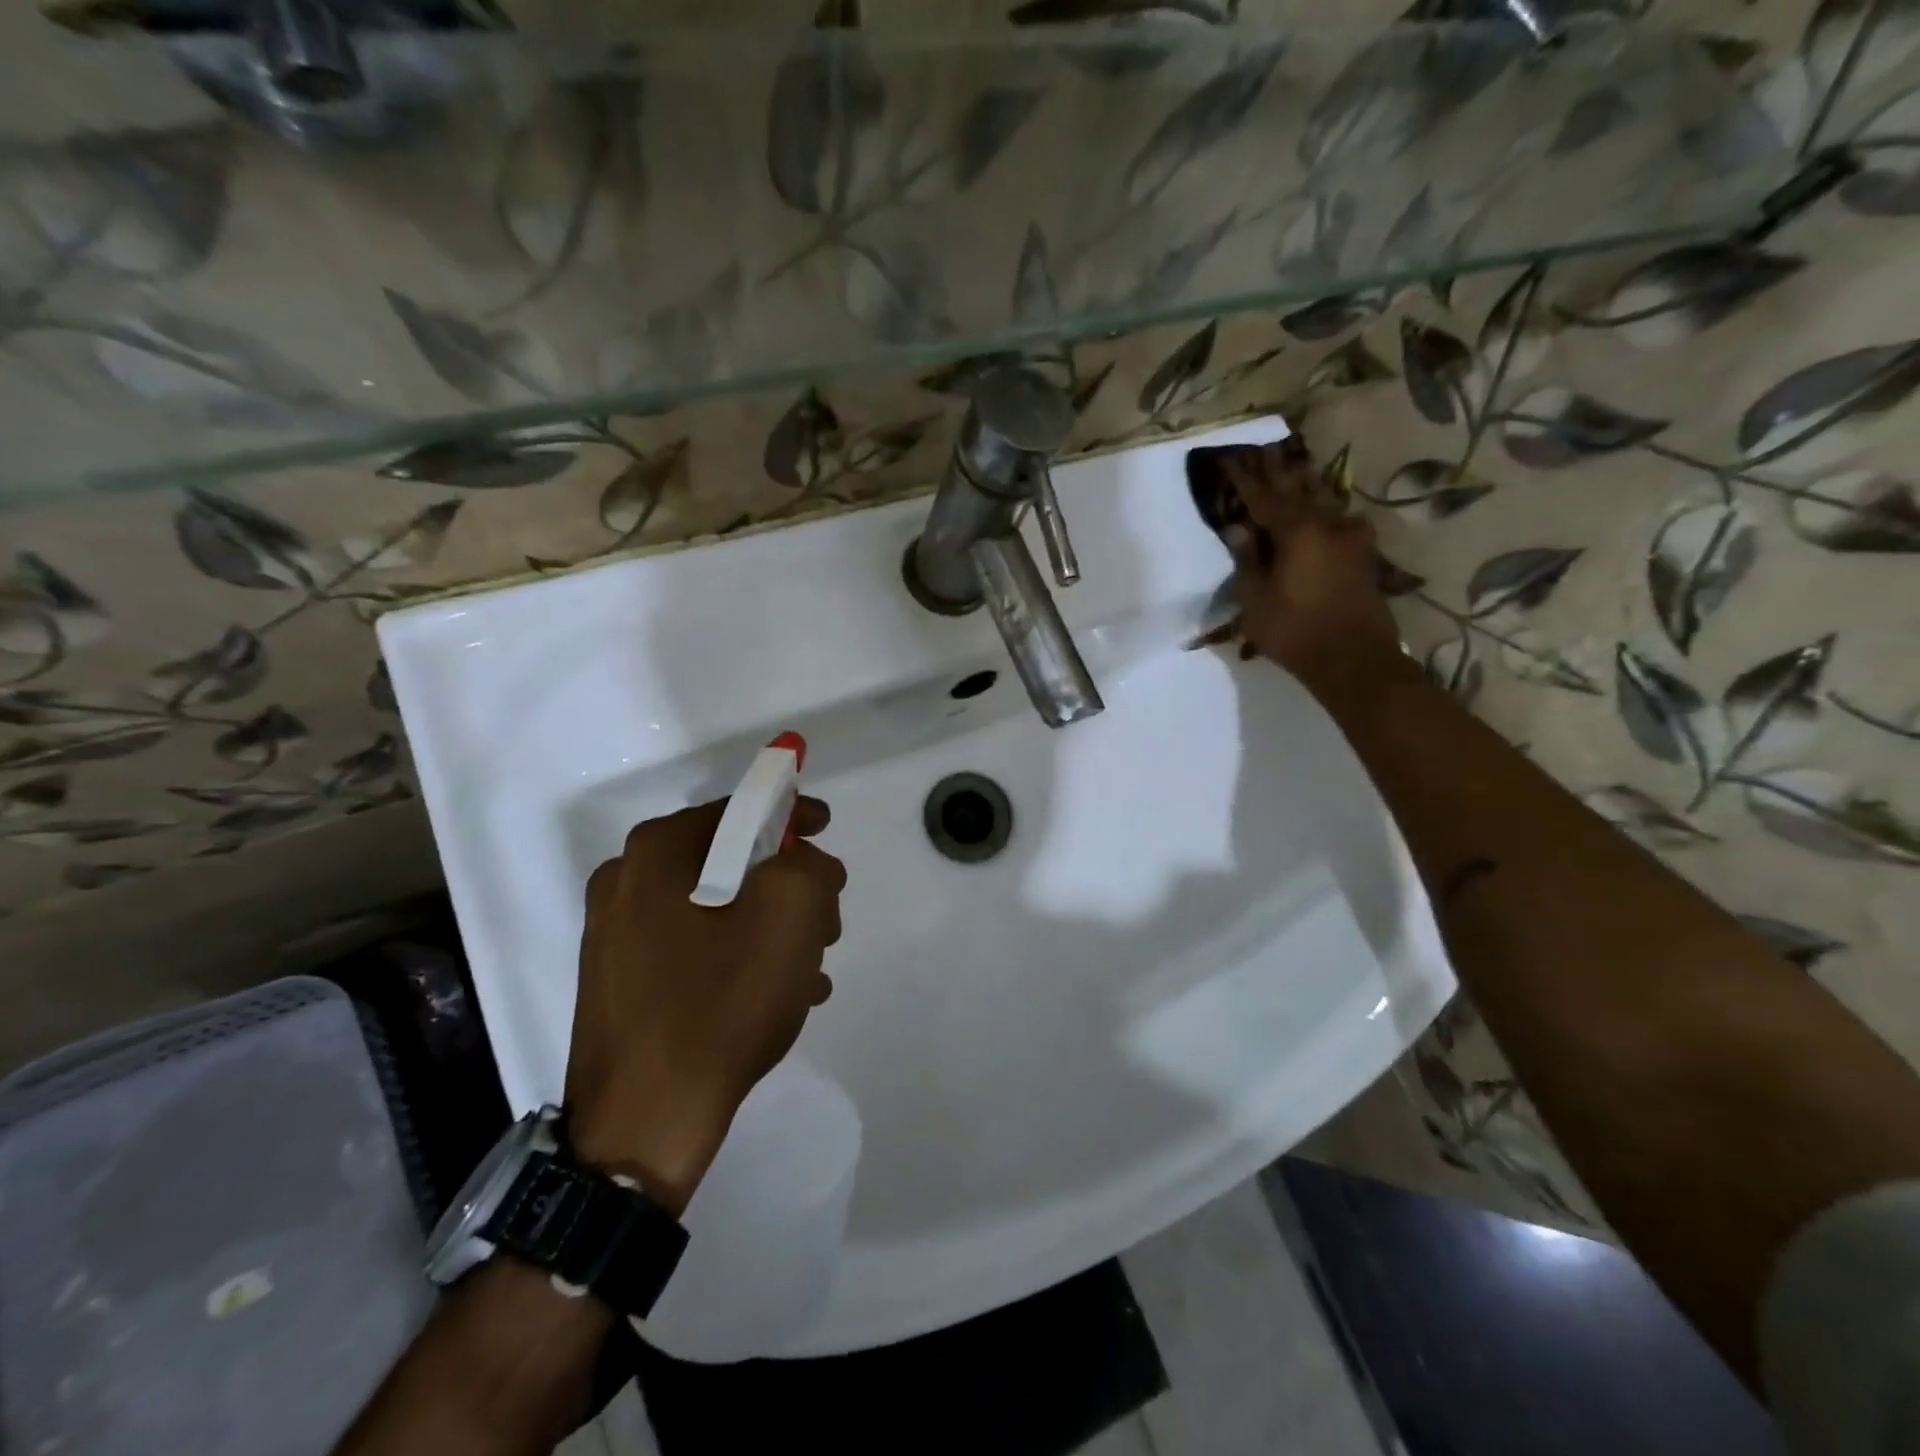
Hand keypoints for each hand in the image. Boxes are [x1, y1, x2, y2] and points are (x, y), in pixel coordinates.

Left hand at [564, 797, 846, 1214]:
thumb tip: (803, 862)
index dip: (793, 813)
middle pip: (731, 859)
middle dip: (787, 881)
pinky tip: (778, 993)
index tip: (827, 830)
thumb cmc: (721, 1003)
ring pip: (717, 906)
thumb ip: (811, 864)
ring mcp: (616, 935)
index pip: (741, 808)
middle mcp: (626, 881)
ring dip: (770, 924)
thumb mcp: (792, 914)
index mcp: (658, 852)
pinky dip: (740, 956)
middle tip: (826, 917)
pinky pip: (695, 947)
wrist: (643, 1123)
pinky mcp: (622, 980)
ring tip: (811, 965)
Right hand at [1197, 440, 1403, 689]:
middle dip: (1277, 469)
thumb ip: (1246, 557)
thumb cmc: (1293, 629)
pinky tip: (1319, 506)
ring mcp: (1350, 536)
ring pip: (1321, 499)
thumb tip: (1239, 527)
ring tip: (1290, 467)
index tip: (1229, 457)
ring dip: (1303, 484)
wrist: (1353, 658)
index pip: (1262, 495)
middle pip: (1297, 488)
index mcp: (1296, 529)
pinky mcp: (1362, 553)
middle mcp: (1327, 522)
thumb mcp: (1254, 598)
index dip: (1243, 477)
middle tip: (1263, 449)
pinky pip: (1335, 519)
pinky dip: (1320, 508)